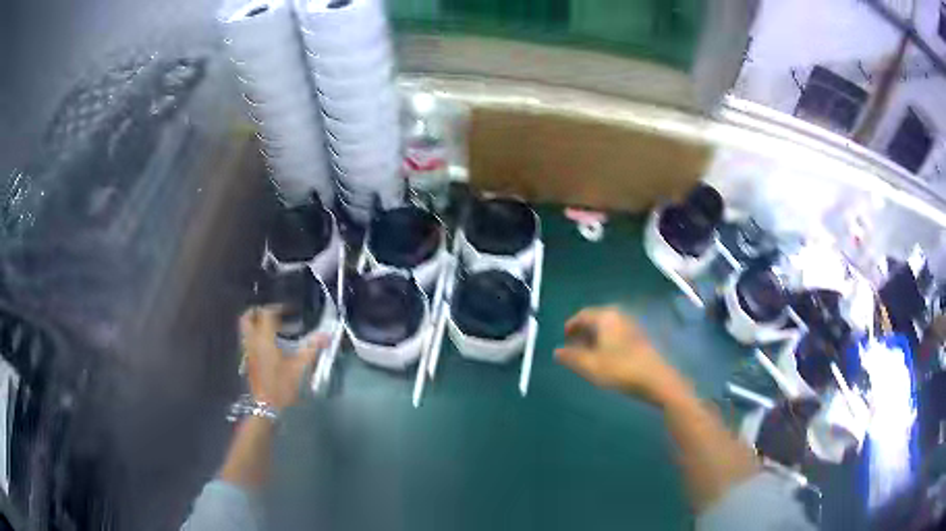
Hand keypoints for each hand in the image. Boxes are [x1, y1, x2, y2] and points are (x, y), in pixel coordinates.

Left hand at [240, 306, 326, 411]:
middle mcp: (252, 341)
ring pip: (247, 329)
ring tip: (276, 330)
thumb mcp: (299, 367)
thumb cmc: (282, 386)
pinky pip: (249, 340)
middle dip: (259, 312)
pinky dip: (258, 336)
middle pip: (248, 317)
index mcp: (264, 339)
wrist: (266, 407)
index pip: (266, 313)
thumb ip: (312, 348)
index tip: (292, 311)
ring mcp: (248, 351)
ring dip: (258, 324)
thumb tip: (327, 335)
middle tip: (276, 314)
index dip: (278, 308)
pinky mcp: (248, 361)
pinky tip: (273, 346)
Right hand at [555, 307, 684, 402]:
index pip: (583, 314)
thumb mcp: (591, 366)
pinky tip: (607, 357)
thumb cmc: (620, 370)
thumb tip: (557, 351)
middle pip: (596, 319)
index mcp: (606, 317)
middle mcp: (620, 315)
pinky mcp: (641, 336)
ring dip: (596, 337)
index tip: (564, 337)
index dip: (571, 325)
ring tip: (588, 354)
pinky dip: (608, 341)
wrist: (656, 379)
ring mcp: (633, 325)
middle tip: (574, 347)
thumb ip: (572, 357)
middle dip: (583, 332)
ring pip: (608, 327)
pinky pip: (618, 333)